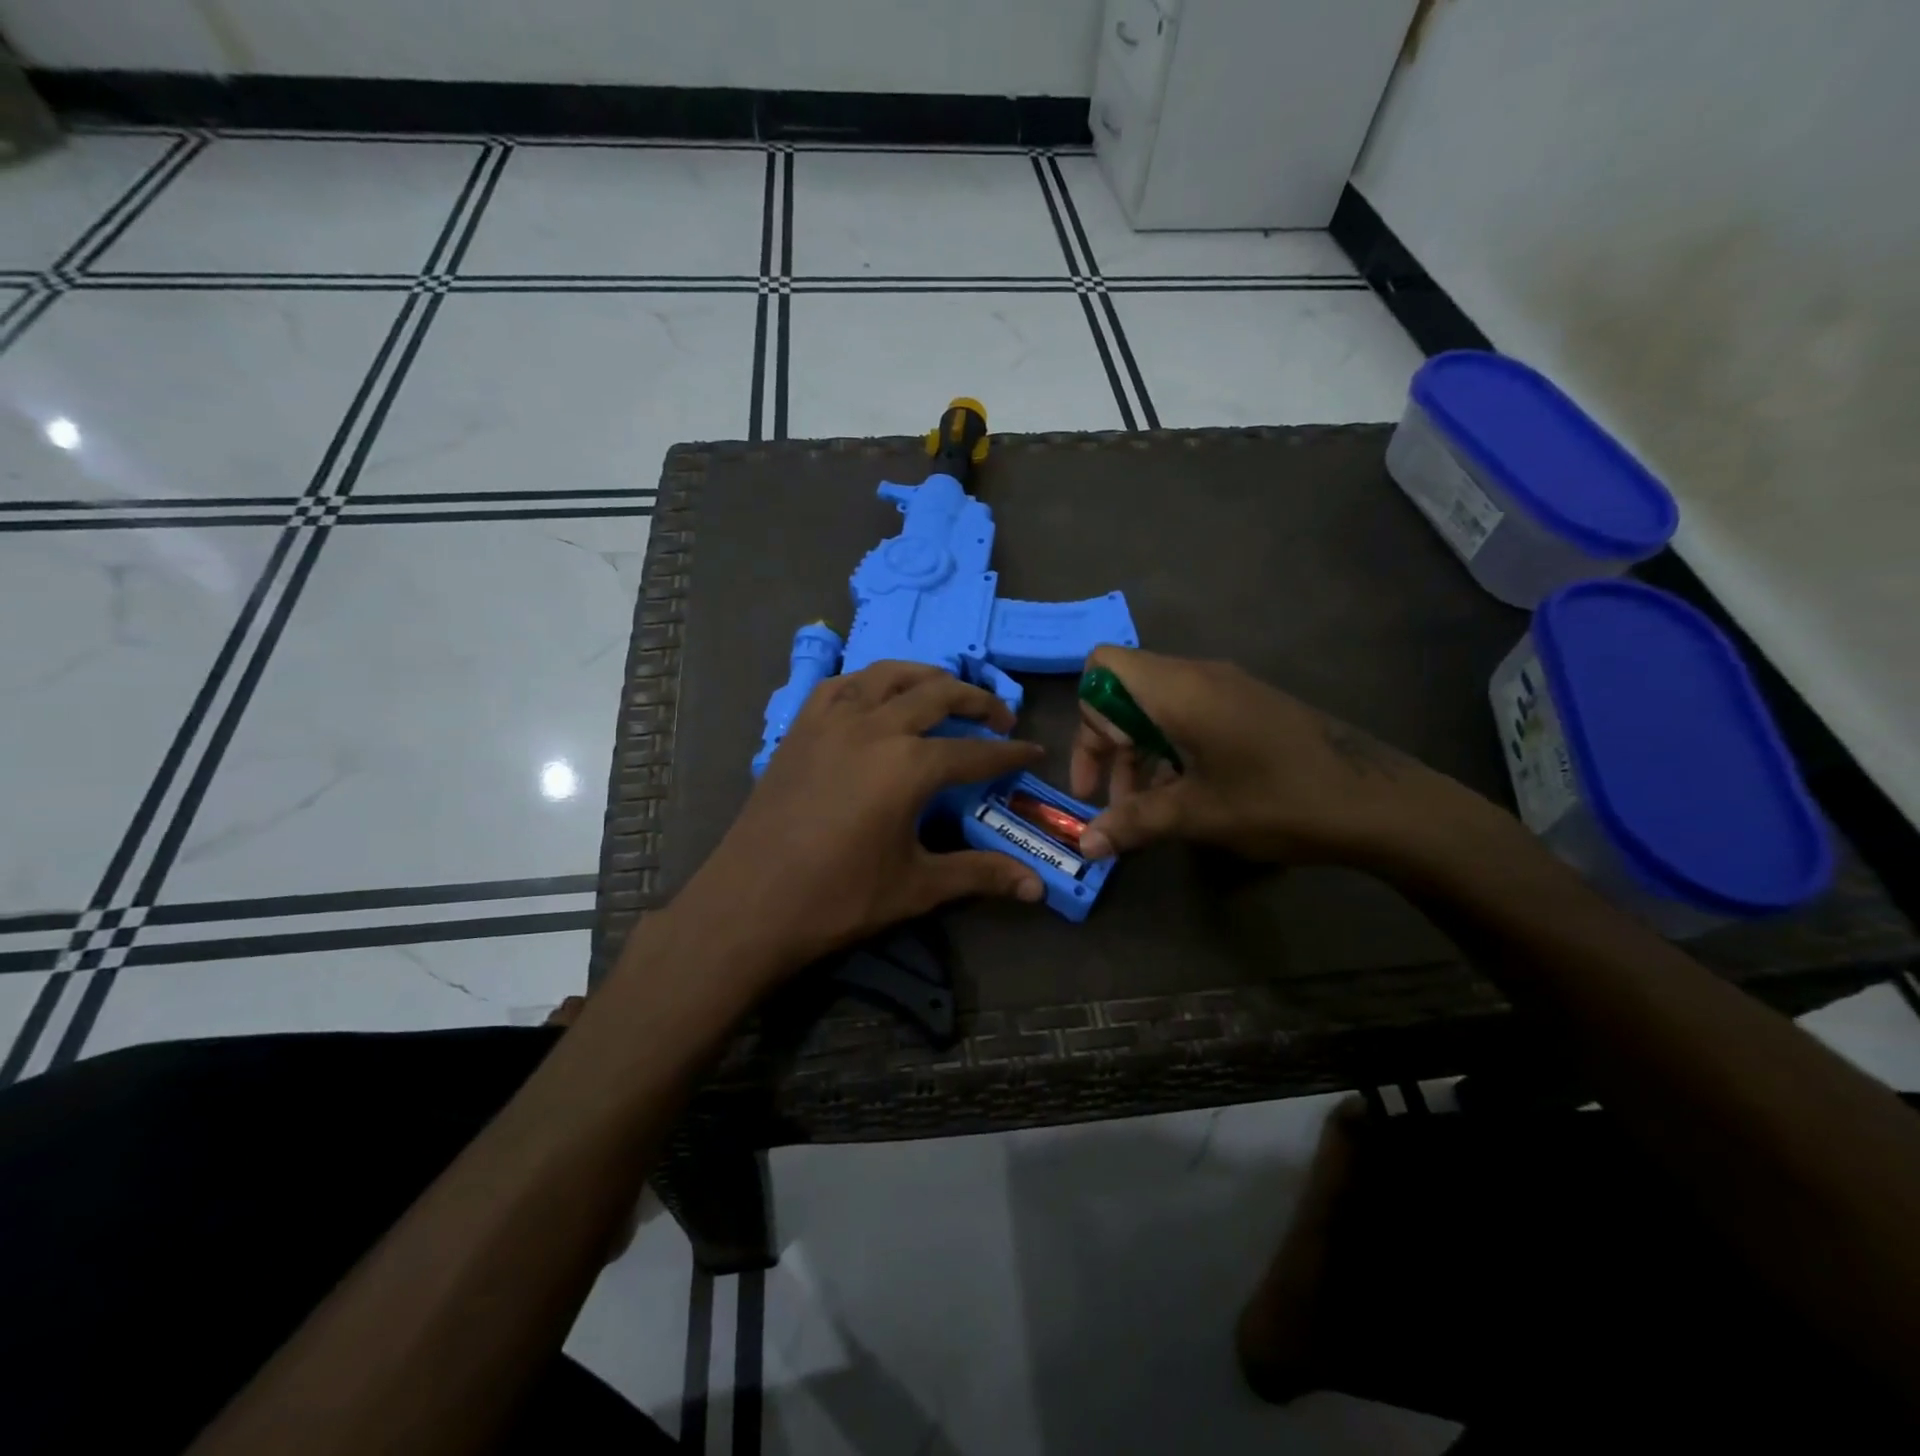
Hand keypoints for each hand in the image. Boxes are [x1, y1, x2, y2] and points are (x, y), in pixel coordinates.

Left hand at [677, 662, 1046, 975]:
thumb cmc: (838, 899)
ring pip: (888, 675)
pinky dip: (869, 682)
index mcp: (909, 765)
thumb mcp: (917, 886)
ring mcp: (831, 721)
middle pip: (938, 694)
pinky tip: (875, 697)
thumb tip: (1038, 886)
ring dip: (925, 677)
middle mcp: (874, 727)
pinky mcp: (800, 728)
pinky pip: (840, 685)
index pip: (975, 752)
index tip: (1034, 752)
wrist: (749, 904)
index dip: (1010, 753)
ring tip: (945, 691)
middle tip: (999, 718)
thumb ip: (980, 874)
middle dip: (977, 701)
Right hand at [1069, 646, 1474, 865]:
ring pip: (1156, 708)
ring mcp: (1226, 690)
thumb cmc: (1277, 799)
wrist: (1377, 801)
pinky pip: (1188, 716)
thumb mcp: (1197, 814)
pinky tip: (1181, 798)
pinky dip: (1170, 750)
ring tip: (1143, 811)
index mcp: (1177, 689)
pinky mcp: (1247, 708)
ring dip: (1138, 754)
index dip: (1087, 712)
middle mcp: (1197, 677)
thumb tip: (1084, 846)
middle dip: (1107, 744)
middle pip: (1125, 691)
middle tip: (1110, 800)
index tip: (1100, 764)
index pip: (1104, 666)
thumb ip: (1132, 823)